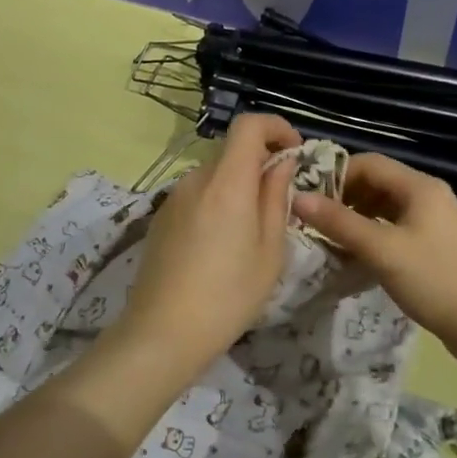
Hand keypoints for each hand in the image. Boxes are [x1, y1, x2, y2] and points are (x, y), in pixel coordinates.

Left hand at [114, 114, 301, 371]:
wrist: (162, 333)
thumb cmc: (229, 295)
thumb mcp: (270, 251)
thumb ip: (277, 198)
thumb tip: (282, 163)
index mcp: (227, 182)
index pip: (249, 125)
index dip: (276, 127)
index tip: (295, 152)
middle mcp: (196, 179)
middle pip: (232, 150)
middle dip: (261, 162)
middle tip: (282, 200)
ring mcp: (174, 197)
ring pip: (215, 174)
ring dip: (239, 185)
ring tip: (253, 229)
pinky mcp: (161, 217)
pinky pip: (198, 194)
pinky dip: (218, 201)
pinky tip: (221, 244)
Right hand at [293, 153, 456, 352]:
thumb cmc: (434, 280)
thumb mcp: (382, 250)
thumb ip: (339, 223)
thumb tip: (298, 198)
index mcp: (420, 186)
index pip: (369, 163)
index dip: (336, 175)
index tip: (309, 198)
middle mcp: (429, 195)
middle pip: (378, 183)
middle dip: (344, 198)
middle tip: (316, 221)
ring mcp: (435, 221)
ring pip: (386, 208)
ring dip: (358, 218)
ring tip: (331, 239)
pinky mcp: (436, 245)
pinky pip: (397, 228)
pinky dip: (375, 234)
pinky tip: (359, 255)